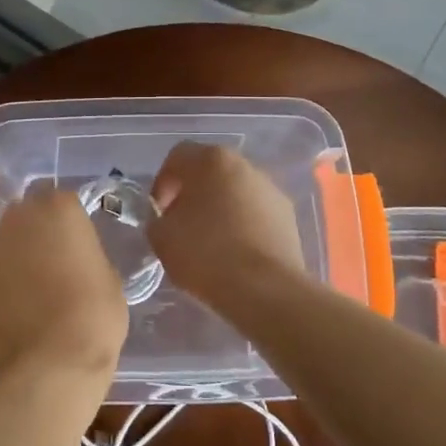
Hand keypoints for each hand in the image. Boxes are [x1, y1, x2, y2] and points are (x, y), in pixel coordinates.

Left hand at [0, 188, 127, 388]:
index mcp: (58, 208)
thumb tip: (78, 258)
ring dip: (23, 251)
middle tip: (61, 256)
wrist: (51, 364)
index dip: (73, 221)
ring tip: (41, 281)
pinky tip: (24, 301)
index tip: (82, 242)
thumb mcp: (109, 276)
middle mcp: (20, 218)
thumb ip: (89, 254)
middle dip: (42, 228)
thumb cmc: (94, 315)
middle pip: (30, 212)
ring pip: (10, 238)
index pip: (64, 199)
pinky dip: (9, 277)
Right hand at [148, 143, 307, 304]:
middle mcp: (244, 165)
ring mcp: (270, 189)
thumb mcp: (162, 237)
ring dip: (220, 208)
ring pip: (235, 191)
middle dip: (193, 194)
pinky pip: (256, 212)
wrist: (265, 289)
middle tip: (181, 224)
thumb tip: (167, 219)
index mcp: (211, 160)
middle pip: (210, 171)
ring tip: (210, 242)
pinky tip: (235, 252)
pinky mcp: (288, 215)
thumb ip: (157, 219)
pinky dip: (243, 224)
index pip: (177, 157)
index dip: (162, 183)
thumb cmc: (206, 254)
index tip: (159, 212)